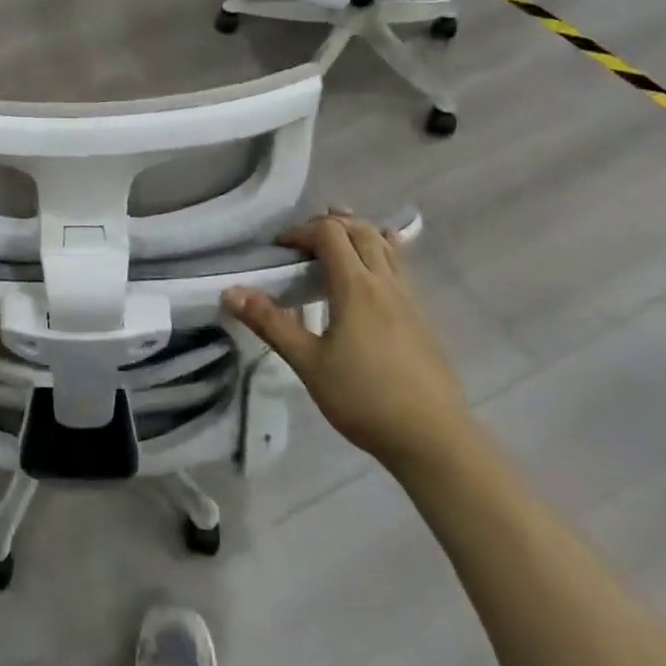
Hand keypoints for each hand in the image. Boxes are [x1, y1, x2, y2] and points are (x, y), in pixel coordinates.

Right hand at [226, 213, 472, 474]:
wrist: (435, 439)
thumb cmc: (365, 398)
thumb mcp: (308, 362)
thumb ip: (270, 323)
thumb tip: (230, 292)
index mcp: (356, 286)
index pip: (329, 233)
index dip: (300, 231)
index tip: (278, 250)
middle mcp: (385, 283)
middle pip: (360, 231)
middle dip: (329, 226)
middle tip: (302, 244)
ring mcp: (410, 299)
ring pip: (385, 247)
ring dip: (357, 235)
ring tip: (336, 244)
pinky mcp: (423, 319)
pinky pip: (400, 269)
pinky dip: (380, 255)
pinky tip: (372, 275)